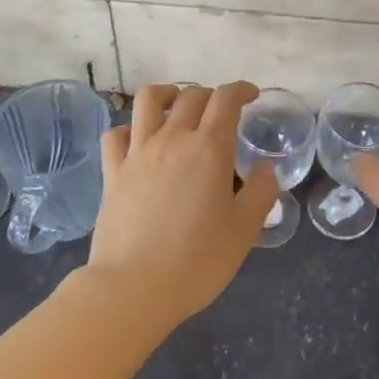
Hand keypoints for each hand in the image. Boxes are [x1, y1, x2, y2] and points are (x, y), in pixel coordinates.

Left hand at [89, 82, 276, 325]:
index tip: (251, 95)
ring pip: (149, 100)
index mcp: (209, 148)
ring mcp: (138, 153)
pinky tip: (140, 140)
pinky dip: (130, 128)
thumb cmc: (197, 261)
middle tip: (222, 113)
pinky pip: (116, 134)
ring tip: (178, 106)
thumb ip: (260, 193)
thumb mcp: (244, 231)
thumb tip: (266, 167)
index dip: (241, 90)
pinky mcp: (113, 172)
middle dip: (211, 95)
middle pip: (192, 96)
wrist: (133, 288)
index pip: (226, 99)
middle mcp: (172, 139)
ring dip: (168, 94)